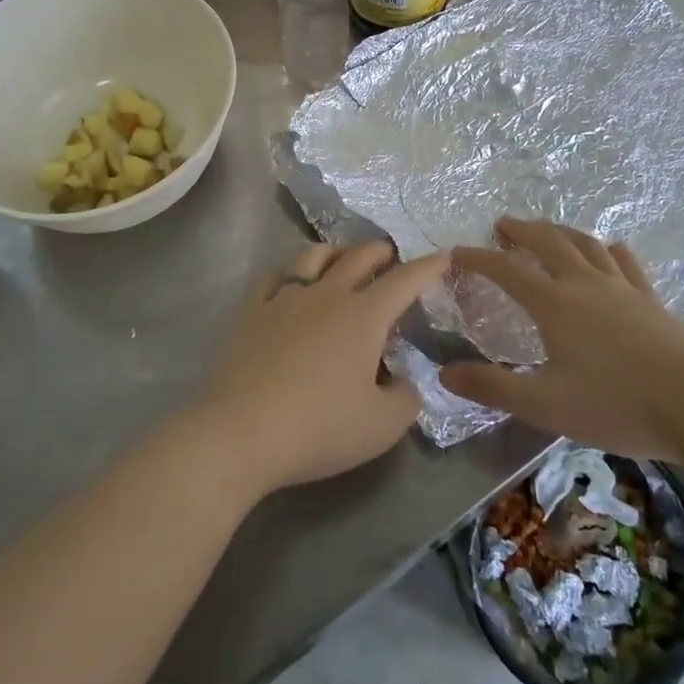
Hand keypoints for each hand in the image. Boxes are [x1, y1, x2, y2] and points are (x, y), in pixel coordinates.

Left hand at [197, 241, 439, 494]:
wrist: (241, 431)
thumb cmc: (319, 427)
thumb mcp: (381, 426)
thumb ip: (405, 399)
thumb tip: (404, 381)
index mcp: (363, 316)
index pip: (404, 281)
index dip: (427, 267)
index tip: (442, 256)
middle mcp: (326, 295)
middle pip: (358, 257)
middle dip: (381, 252)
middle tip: (390, 258)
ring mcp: (285, 299)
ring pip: (313, 256)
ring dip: (336, 251)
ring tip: (342, 259)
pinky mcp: (251, 311)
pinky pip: (274, 276)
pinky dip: (290, 270)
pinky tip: (290, 279)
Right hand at [441, 218, 683, 460]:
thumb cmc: (615, 404)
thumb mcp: (545, 404)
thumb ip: (493, 388)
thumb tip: (445, 374)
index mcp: (554, 304)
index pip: (507, 270)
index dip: (480, 259)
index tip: (459, 252)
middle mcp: (584, 284)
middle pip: (548, 242)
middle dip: (521, 230)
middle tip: (503, 225)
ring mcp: (621, 288)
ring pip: (585, 244)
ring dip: (560, 232)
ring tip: (547, 230)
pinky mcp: (650, 299)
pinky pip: (625, 262)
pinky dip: (609, 250)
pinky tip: (609, 249)